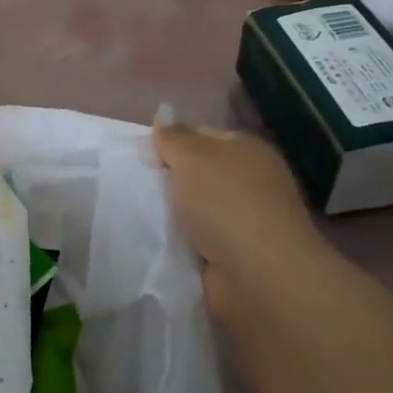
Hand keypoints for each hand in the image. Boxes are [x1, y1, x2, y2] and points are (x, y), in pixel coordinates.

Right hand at [152, 117, 329, 317]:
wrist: (258, 276)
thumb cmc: (226, 202)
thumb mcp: (193, 156)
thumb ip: (174, 136)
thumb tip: (164, 116)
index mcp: (246, 151)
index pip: (201, 136)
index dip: (171, 142)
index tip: (142, 157)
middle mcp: (249, 183)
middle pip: (197, 173)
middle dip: (168, 180)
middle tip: (134, 185)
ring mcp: (243, 222)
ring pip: (193, 209)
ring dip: (171, 214)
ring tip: (136, 214)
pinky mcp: (233, 256)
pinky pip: (195, 240)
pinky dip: (178, 242)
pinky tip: (156, 242)